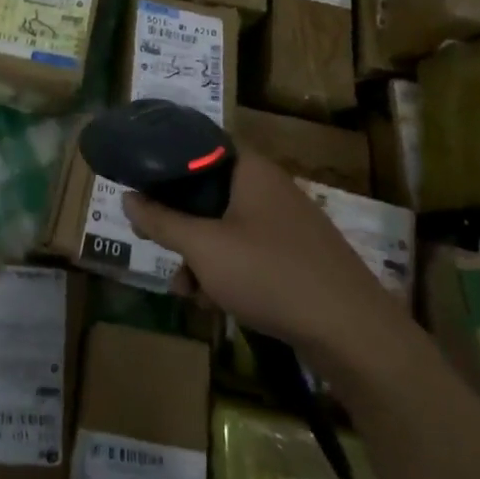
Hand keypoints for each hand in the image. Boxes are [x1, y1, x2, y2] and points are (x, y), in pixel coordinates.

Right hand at [122, 153, 405, 361]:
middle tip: (154, 242)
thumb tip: (127, 197)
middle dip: (178, 222)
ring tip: (184, 288)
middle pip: (209, 191)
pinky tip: (214, 302)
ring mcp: (287, 224)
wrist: (352, 333)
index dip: (167, 160)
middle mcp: (270, 189)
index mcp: (251, 170)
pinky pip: (248, 251)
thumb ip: (161, 221)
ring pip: (226, 227)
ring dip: (199, 254)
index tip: (140, 181)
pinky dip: (227, 270)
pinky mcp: (297, 257)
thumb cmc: (270, 274)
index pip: (201, 145)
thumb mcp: (203, 247)